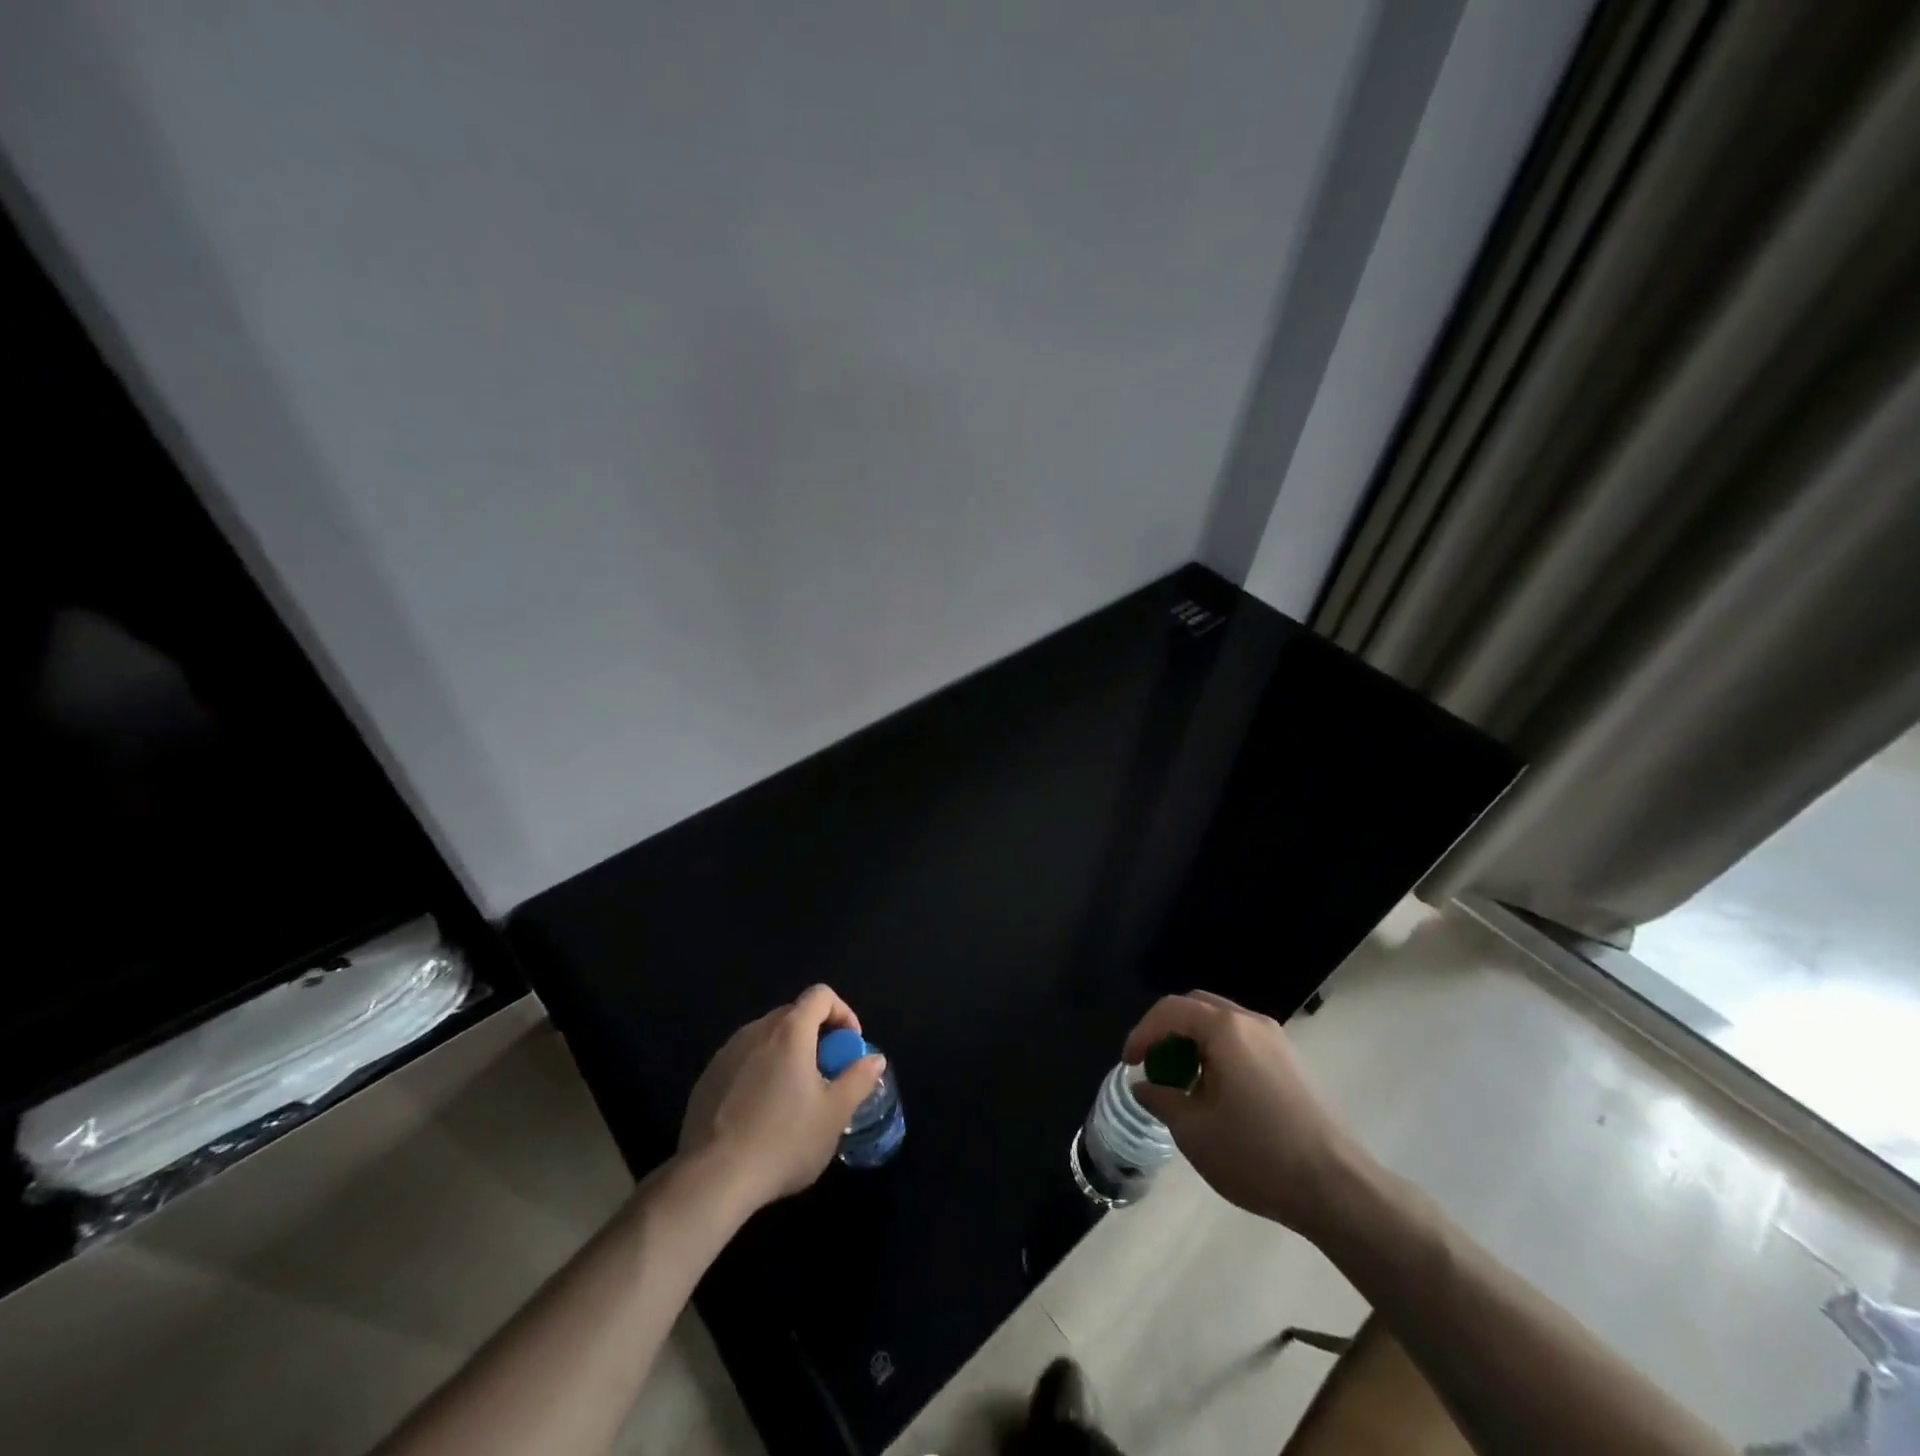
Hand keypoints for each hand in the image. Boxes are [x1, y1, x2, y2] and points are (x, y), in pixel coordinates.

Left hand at [679, 984, 885, 1212]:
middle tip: (827, 1075)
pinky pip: (743, 1061)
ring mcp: (726, 1053)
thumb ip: (859, 1079)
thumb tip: (875, 1058)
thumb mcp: (834, 1114)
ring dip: (787, 1054)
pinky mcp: (707, 1078)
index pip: (820, 995)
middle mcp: (755, 1031)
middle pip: (794, 1015)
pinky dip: (760, 1072)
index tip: (848, 1048)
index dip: (842, 1013)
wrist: (713, 1180)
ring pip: (766, 1038)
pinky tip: (761, 1114)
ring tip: (794, 1097)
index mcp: (789, 1031)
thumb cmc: (783, 1141)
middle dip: (816, 1036)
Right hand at [1124, 990, 1367, 1237]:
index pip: (1171, 1010)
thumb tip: (1145, 1086)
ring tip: (1183, 1083)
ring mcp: (1278, 1041)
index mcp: (1226, 1029)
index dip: (1142, 1032)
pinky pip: (1244, 1042)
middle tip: (1153, 1065)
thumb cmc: (1258, 1155)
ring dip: (1194, 1043)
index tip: (1130, 1064)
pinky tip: (1218, 1094)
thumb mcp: (1194, 1131)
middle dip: (1167, 1031)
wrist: (1339, 1189)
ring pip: (1222, 1024)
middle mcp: (1252, 1023)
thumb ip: (1161, 1099)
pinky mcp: (1293, 1063)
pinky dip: (1219, 1054)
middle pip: (1197, 1007)